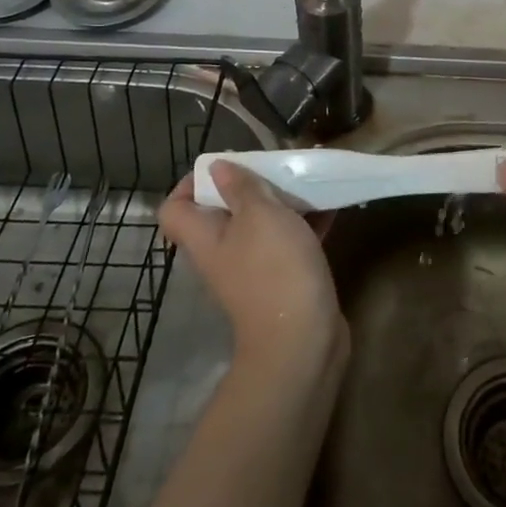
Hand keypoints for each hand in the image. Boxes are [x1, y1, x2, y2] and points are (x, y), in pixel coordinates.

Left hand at [158, 162, 347, 376]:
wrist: (303, 340)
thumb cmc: (274, 269)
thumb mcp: (259, 215)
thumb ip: (240, 187)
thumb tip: (216, 167)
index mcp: (205, 237)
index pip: (175, 209)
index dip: (189, 184)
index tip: (222, 166)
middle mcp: (222, 253)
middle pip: (222, 212)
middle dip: (247, 186)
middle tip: (273, 166)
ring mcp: (253, 269)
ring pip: (260, 225)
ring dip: (280, 202)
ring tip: (304, 178)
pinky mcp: (284, 280)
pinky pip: (289, 242)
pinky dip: (305, 222)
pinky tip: (330, 204)